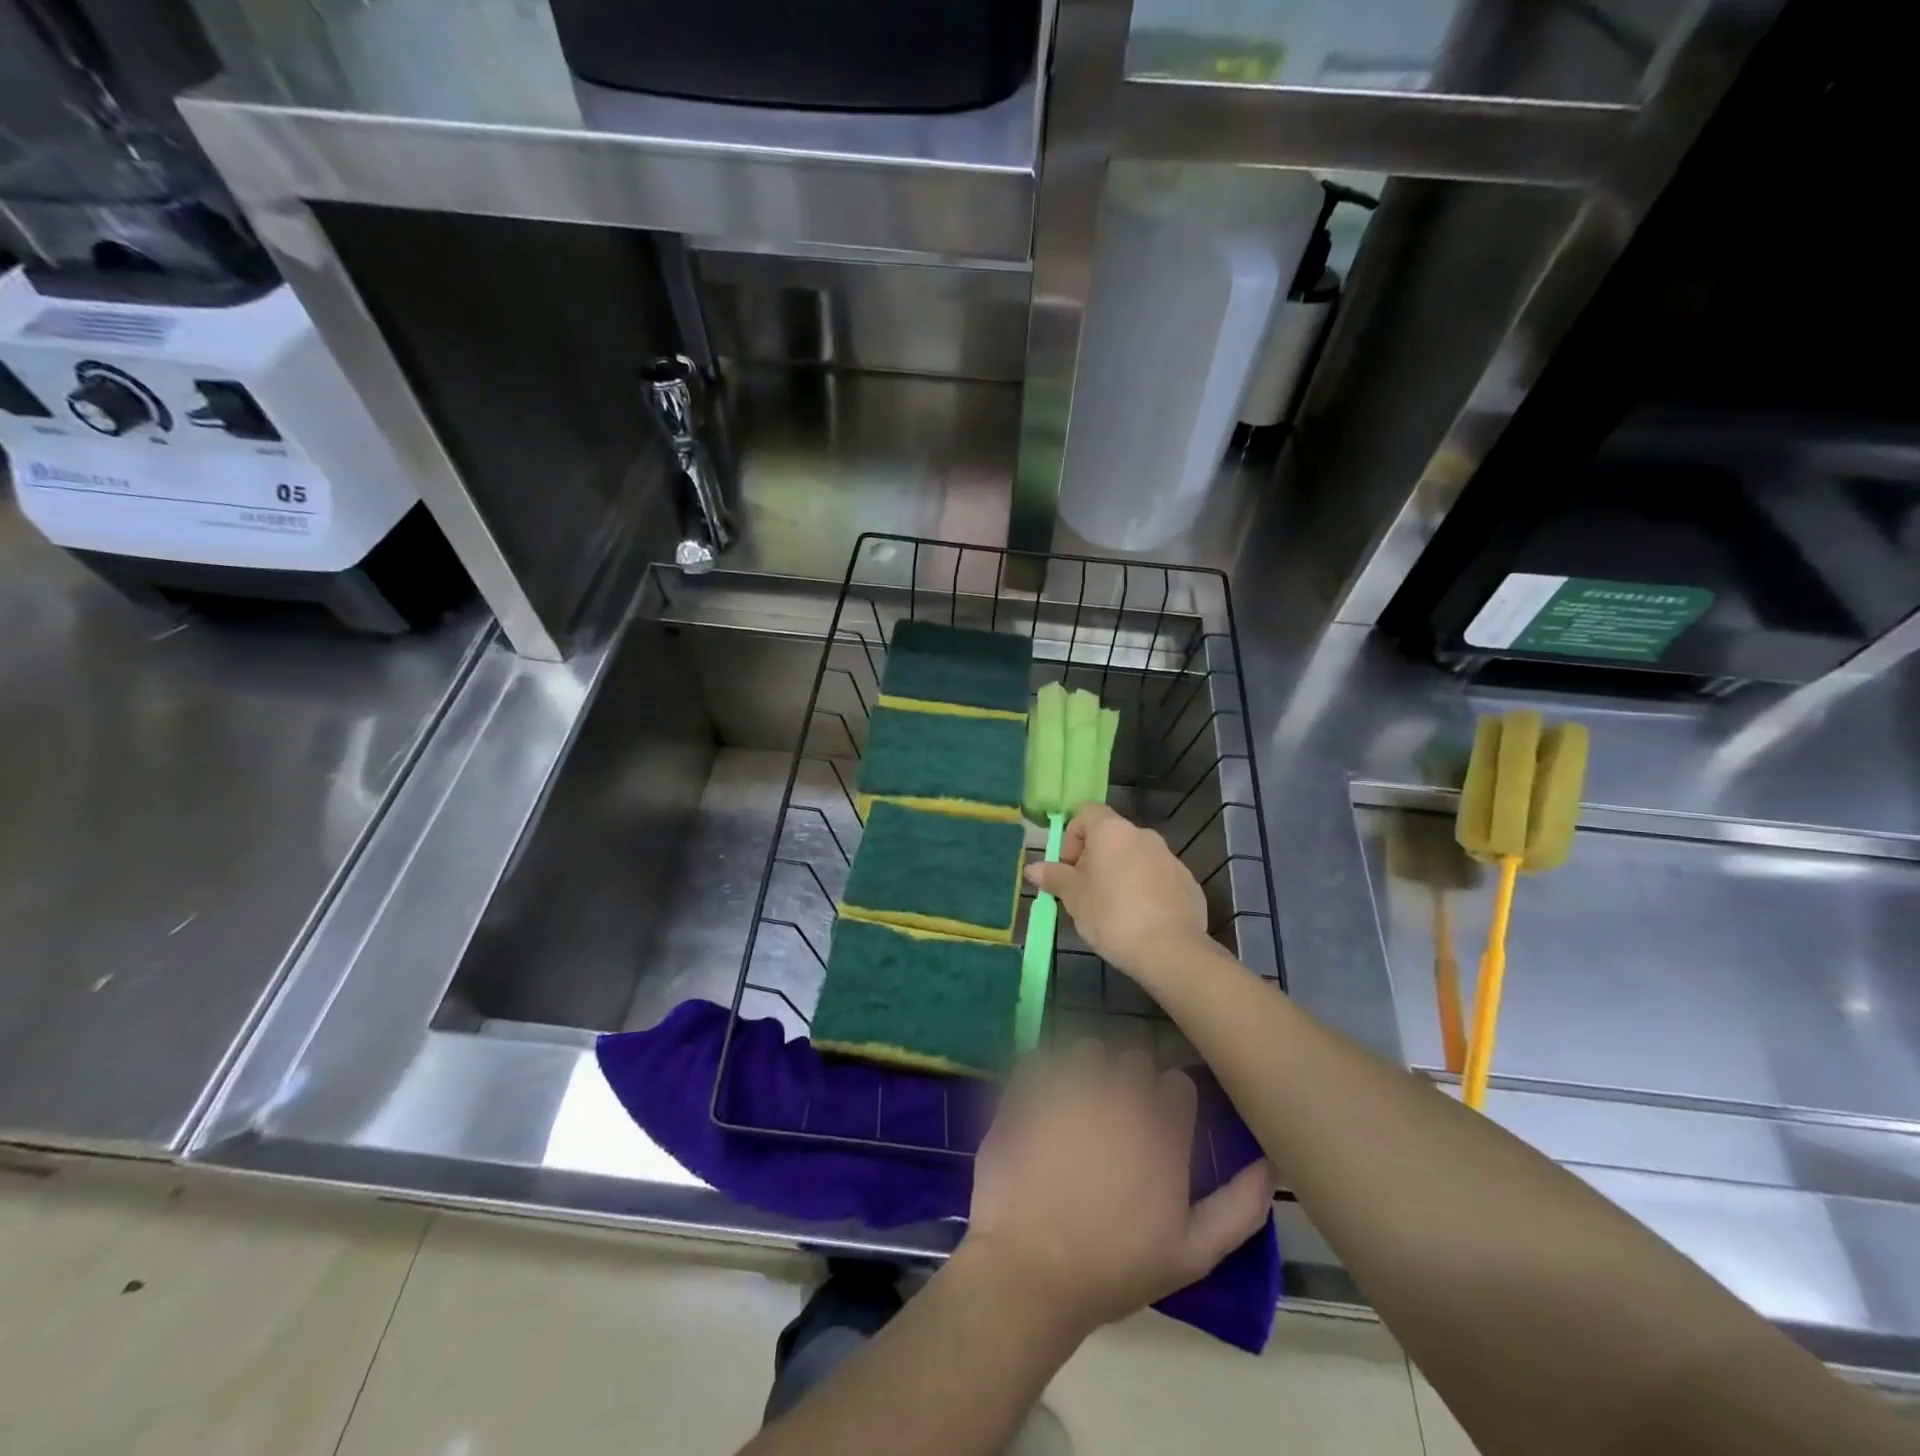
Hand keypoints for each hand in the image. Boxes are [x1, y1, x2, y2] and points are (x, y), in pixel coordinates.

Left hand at [961, 1041, 1272, 1341]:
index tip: (1156, 1124)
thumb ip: (1239, 1207)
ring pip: (1088, 1051)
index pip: (1177, 1085)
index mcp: (1163, 1133)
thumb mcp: (1191, 1254)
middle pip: (1133, 1061)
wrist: (1031, 1272)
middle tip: (1113, 1122)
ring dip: (1085, 1071)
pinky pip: (1039, 1058)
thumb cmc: (1114, 1269)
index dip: (1168, 1102)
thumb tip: (1270, 1163)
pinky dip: (1041, 1074)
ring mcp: (1070, 1088)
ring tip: (1074, 1110)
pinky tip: (1039, 1105)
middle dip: (1127, 1084)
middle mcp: (1120, 1097)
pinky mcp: (1027, 1088)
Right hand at [1024, 804, 1209, 981]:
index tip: (1068, 868)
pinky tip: (1140, 920)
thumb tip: (1033, 868)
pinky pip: (1157, 878)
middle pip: (1111, 837)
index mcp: (1112, 831)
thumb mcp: (1073, 897)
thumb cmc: (1111, 915)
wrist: (1170, 950)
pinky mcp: (1187, 882)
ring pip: (1135, 858)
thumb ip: (1054, 877)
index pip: (1087, 813)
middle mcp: (1143, 835)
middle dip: (1094, 860)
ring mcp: (1170, 858)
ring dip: (1120, 875)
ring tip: (1112, 911)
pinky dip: (1144, 891)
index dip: (1072, 836)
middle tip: (1084, 893)